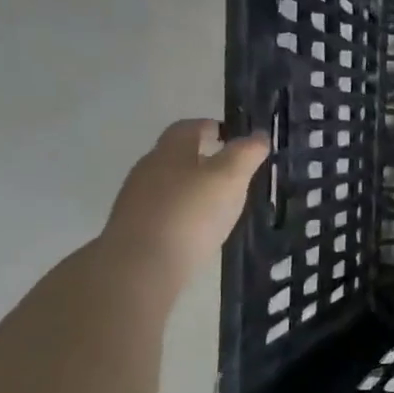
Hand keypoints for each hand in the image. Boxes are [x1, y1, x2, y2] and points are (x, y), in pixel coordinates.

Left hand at [101, 120, 268, 288]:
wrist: (141, 265)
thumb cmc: (191, 213)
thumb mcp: (229, 178)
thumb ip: (246, 153)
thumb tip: (258, 135)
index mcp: (170, 150)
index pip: (189, 127)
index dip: (211, 127)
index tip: (232, 137)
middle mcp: (148, 168)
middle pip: (177, 154)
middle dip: (203, 157)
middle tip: (232, 171)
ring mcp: (136, 199)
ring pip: (169, 183)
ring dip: (192, 186)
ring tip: (220, 202)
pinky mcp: (134, 228)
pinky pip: (164, 210)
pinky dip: (183, 211)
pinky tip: (198, 228)